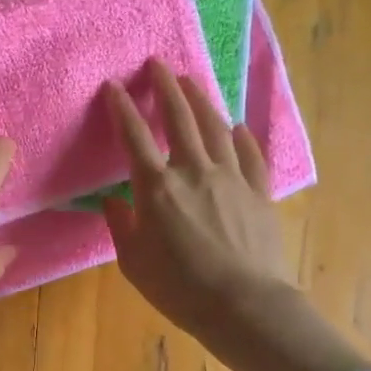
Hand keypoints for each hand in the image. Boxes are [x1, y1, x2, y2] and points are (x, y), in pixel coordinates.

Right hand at [105, 59, 369, 370]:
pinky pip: (250, 155)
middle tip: (158, 64)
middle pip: (180, 118)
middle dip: (166, 87)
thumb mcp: (133, 262)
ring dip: (201, 100)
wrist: (244, 305)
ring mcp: (231, 178)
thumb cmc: (179, 287)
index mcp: (157, 187)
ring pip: (216, 127)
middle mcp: (194, 171)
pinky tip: (237, 126)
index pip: (135, 136)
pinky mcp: (259, 192)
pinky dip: (242, 137)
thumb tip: (112, 203)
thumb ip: (121, 226)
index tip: (113, 86)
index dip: (122, 108)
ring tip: (191, 81)